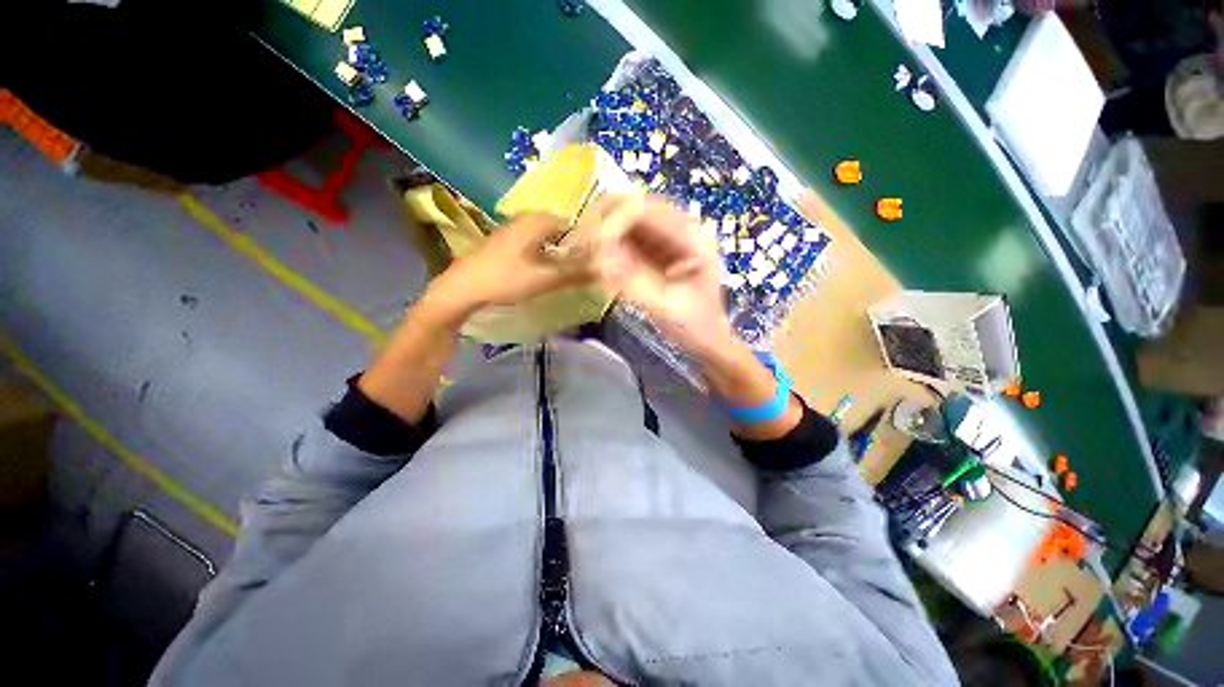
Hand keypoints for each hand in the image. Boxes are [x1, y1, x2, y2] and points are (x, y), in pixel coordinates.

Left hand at [427, 213, 597, 319]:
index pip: (576, 224)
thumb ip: (576, 272)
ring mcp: (516, 229)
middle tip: (588, 267)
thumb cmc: (506, 278)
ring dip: (562, 252)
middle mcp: (528, 218)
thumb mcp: (546, 278)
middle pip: (563, 231)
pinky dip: (547, 254)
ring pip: (549, 238)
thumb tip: (605, 268)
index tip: (599, 259)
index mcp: (538, 220)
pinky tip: (549, 270)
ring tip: (572, 271)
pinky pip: (537, 244)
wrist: (464, 287)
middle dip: (576, 248)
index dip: (589, 241)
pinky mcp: (508, 241)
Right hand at [588, 195, 735, 360]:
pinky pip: (626, 237)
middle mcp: (680, 227)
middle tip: (579, 247)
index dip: (610, 222)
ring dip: (600, 231)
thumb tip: (598, 261)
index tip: (589, 247)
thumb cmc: (695, 326)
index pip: (643, 210)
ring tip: (582, 252)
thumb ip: (633, 283)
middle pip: (632, 205)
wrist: (708, 339)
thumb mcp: (665, 308)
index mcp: (691, 237)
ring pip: (624, 218)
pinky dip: (607, 245)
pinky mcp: (656, 248)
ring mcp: (668, 236)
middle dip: (601, 222)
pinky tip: (596, 259)